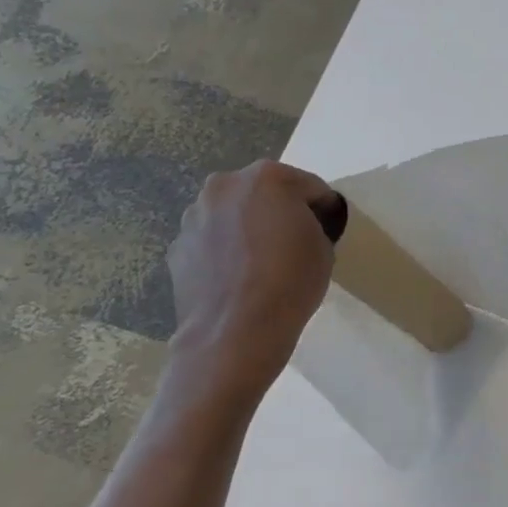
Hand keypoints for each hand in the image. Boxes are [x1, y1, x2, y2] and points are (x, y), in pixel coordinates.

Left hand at [167, 161, 339, 393]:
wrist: (236, 329)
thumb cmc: (290, 281)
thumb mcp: (324, 247)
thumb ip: (312, 224)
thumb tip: (299, 227)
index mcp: (267, 177)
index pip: (309, 186)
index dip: (324, 208)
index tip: (330, 229)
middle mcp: (224, 186)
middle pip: (263, 193)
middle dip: (279, 211)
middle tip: (293, 243)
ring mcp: (195, 216)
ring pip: (232, 215)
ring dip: (247, 228)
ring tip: (260, 263)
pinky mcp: (177, 247)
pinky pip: (211, 241)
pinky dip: (224, 252)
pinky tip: (237, 279)